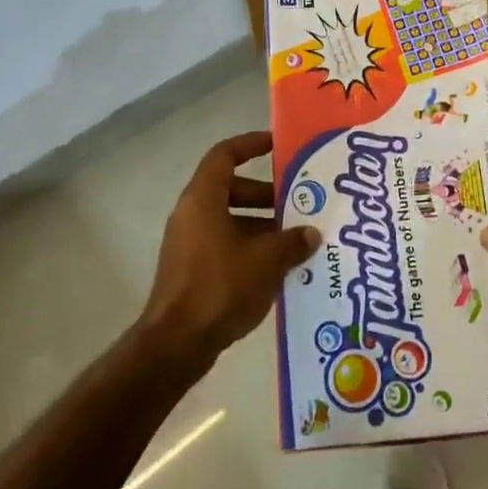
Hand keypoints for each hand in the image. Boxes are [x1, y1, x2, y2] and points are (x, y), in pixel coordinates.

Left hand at [136, 131, 319, 367]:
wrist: (176, 343)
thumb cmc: (220, 286)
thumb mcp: (266, 260)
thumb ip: (292, 241)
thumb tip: (311, 233)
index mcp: (203, 199)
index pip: (225, 155)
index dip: (251, 145)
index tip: (278, 146)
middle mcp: (192, 214)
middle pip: (231, 188)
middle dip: (266, 194)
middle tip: (298, 202)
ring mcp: (189, 243)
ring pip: (230, 219)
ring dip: (262, 225)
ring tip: (297, 238)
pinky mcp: (192, 269)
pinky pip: (225, 244)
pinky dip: (250, 247)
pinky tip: (279, 267)